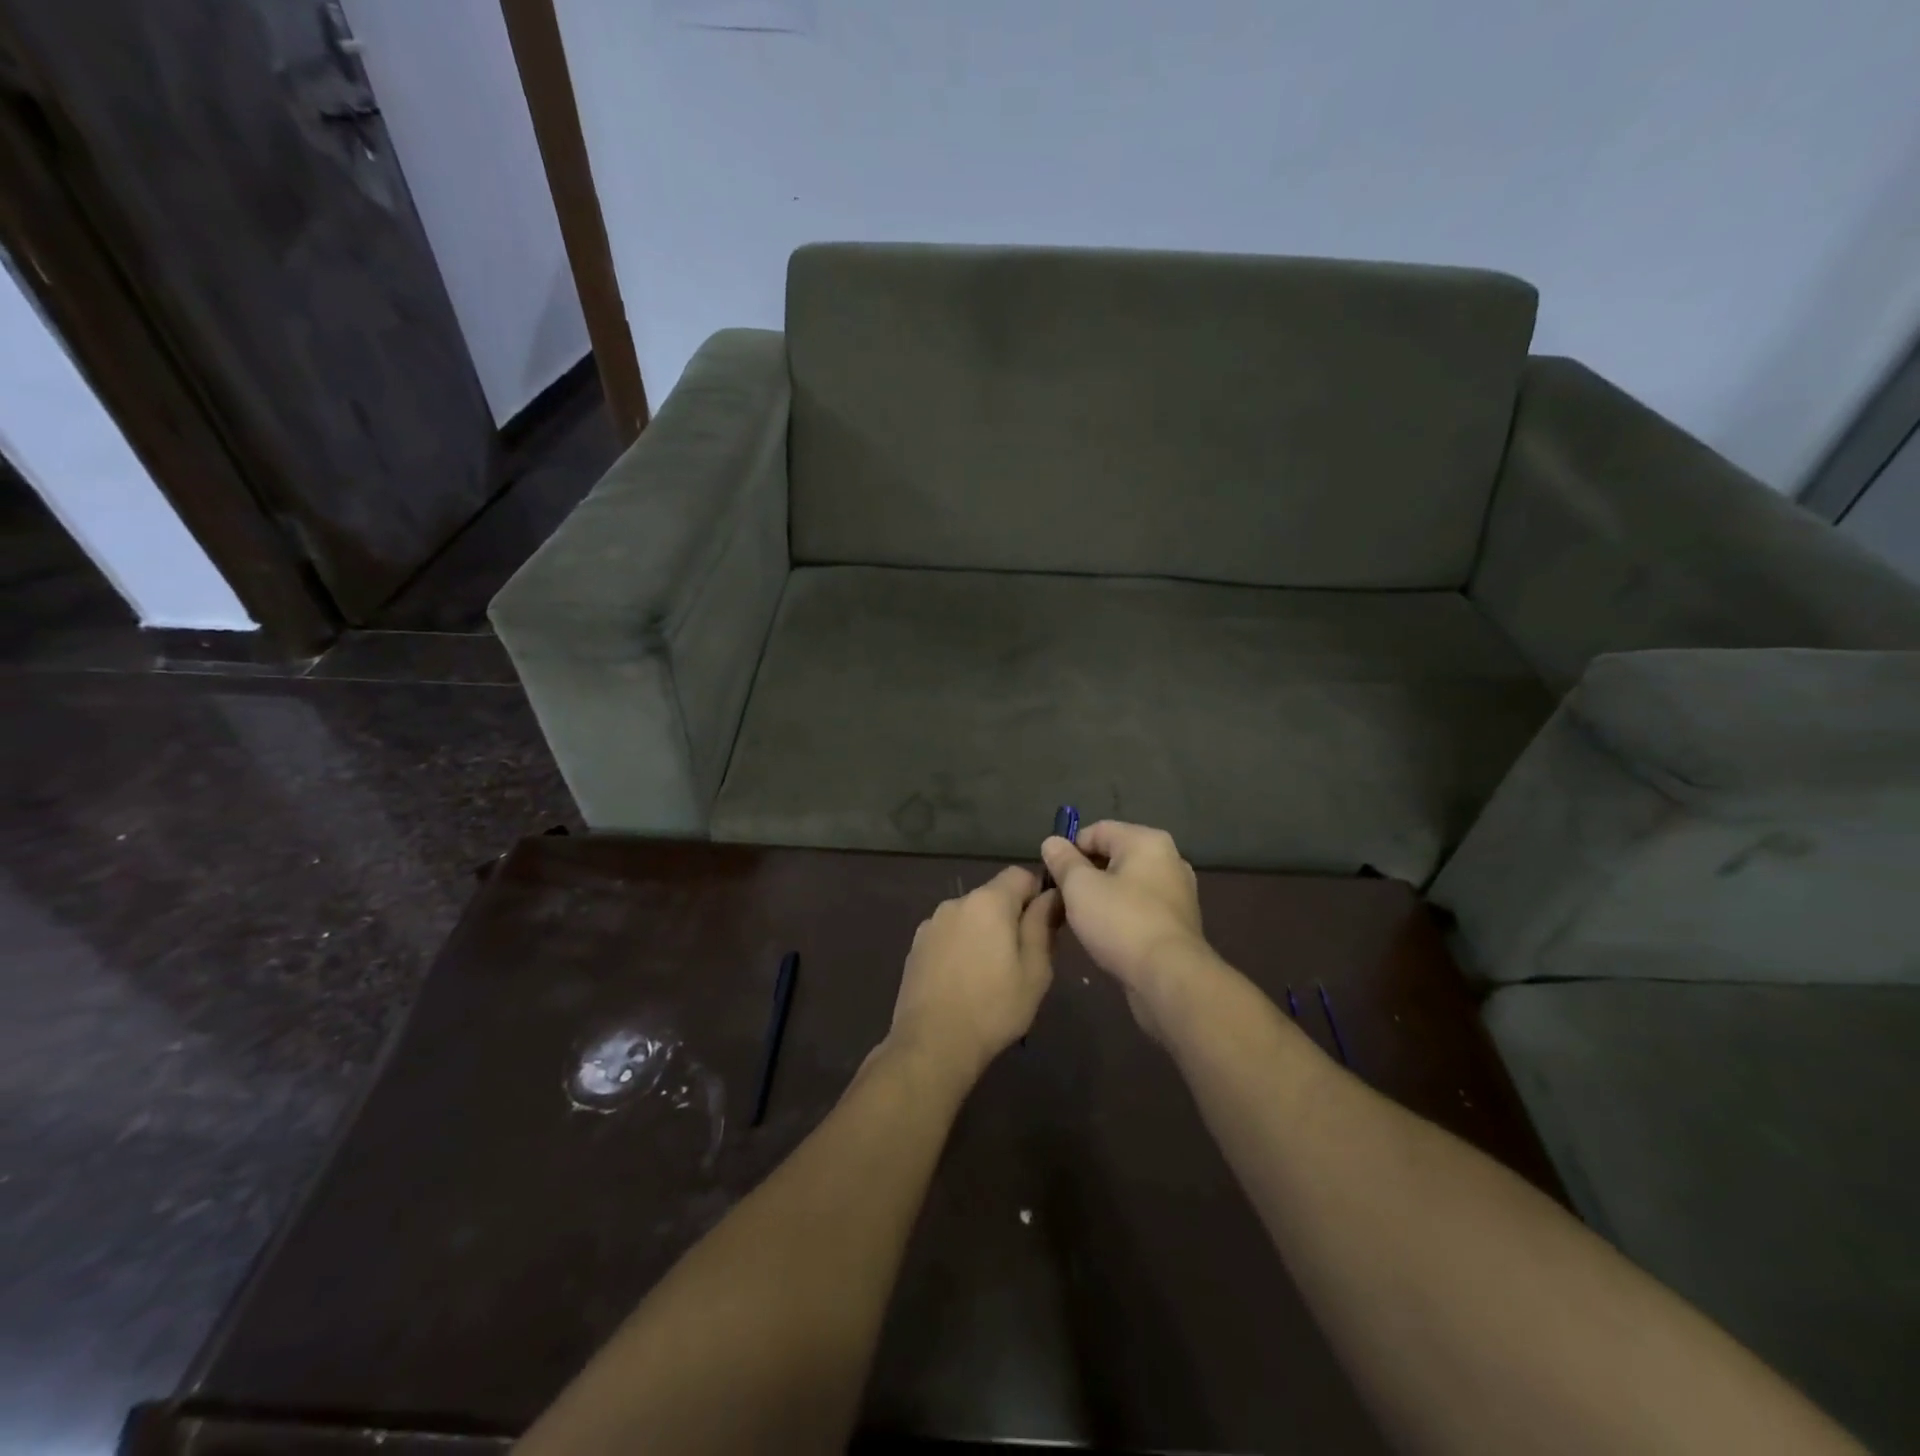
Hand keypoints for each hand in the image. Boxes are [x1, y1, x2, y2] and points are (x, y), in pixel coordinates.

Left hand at [887, 866, 1059, 1081]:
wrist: (932, 1044)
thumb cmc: (994, 1007)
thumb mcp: (1035, 970)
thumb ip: (1043, 925)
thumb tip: (1052, 895)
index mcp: (988, 902)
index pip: (1020, 875)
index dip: (1037, 893)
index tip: (1045, 925)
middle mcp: (956, 902)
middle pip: (993, 896)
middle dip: (1010, 917)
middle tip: (1022, 958)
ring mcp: (931, 924)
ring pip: (970, 916)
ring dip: (984, 932)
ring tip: (991, 974)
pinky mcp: (916, 946)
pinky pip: (949, 935)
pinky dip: (961, 947)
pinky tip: (964, 981)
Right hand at [1040, 822, 1214, 1033]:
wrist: (1169, 978)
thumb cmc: (1121, 922)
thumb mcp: (1079, 887)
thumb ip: (1063, 861)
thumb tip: (1052, 842)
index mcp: (1147, 841)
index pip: (1097, 830)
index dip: (1069, 849)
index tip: (1051, 875)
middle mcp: (1168, 859)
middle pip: (1113, 856)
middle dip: (1084, 874)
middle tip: (1062, 898)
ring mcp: (1177, 892)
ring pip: (1126, 884)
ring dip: (1101, 896)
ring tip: (1080, 918)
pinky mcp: (1178, 923)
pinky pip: (1140, 907)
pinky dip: (1120, 914)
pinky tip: (1105, 935)